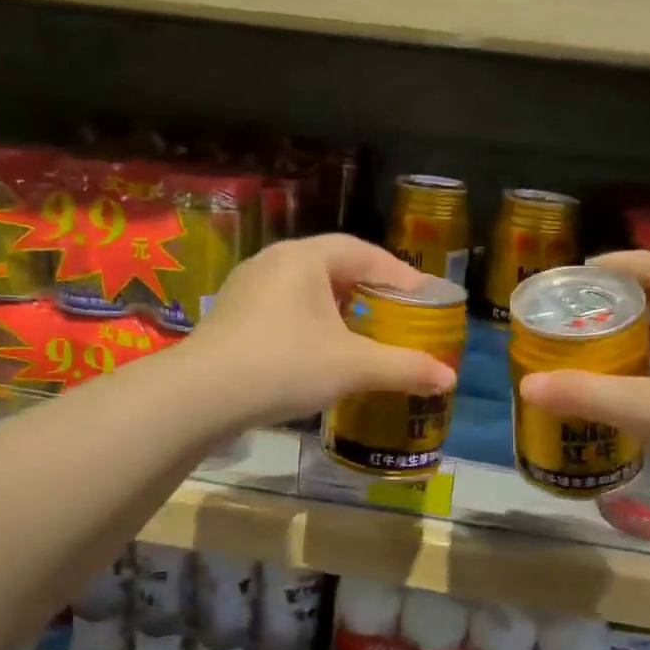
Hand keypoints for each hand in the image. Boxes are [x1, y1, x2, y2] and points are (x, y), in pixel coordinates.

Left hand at [187, 234, 458, 426]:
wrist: (200, 396)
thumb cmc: (284, 365)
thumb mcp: (352, 367)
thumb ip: (404, 368)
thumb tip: (449, 379)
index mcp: (305, 258)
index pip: (365, 253)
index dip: (400, 274)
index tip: (425, 298)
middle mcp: (275, 261)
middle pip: (335, 265)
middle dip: (370, 288)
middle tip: (397, 313)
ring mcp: (248, 287)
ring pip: (308, 287)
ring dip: (340, 305)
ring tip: (364, 330)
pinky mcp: (233, 314)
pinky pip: (285, 306)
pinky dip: (313, 321)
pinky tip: (321, 348)